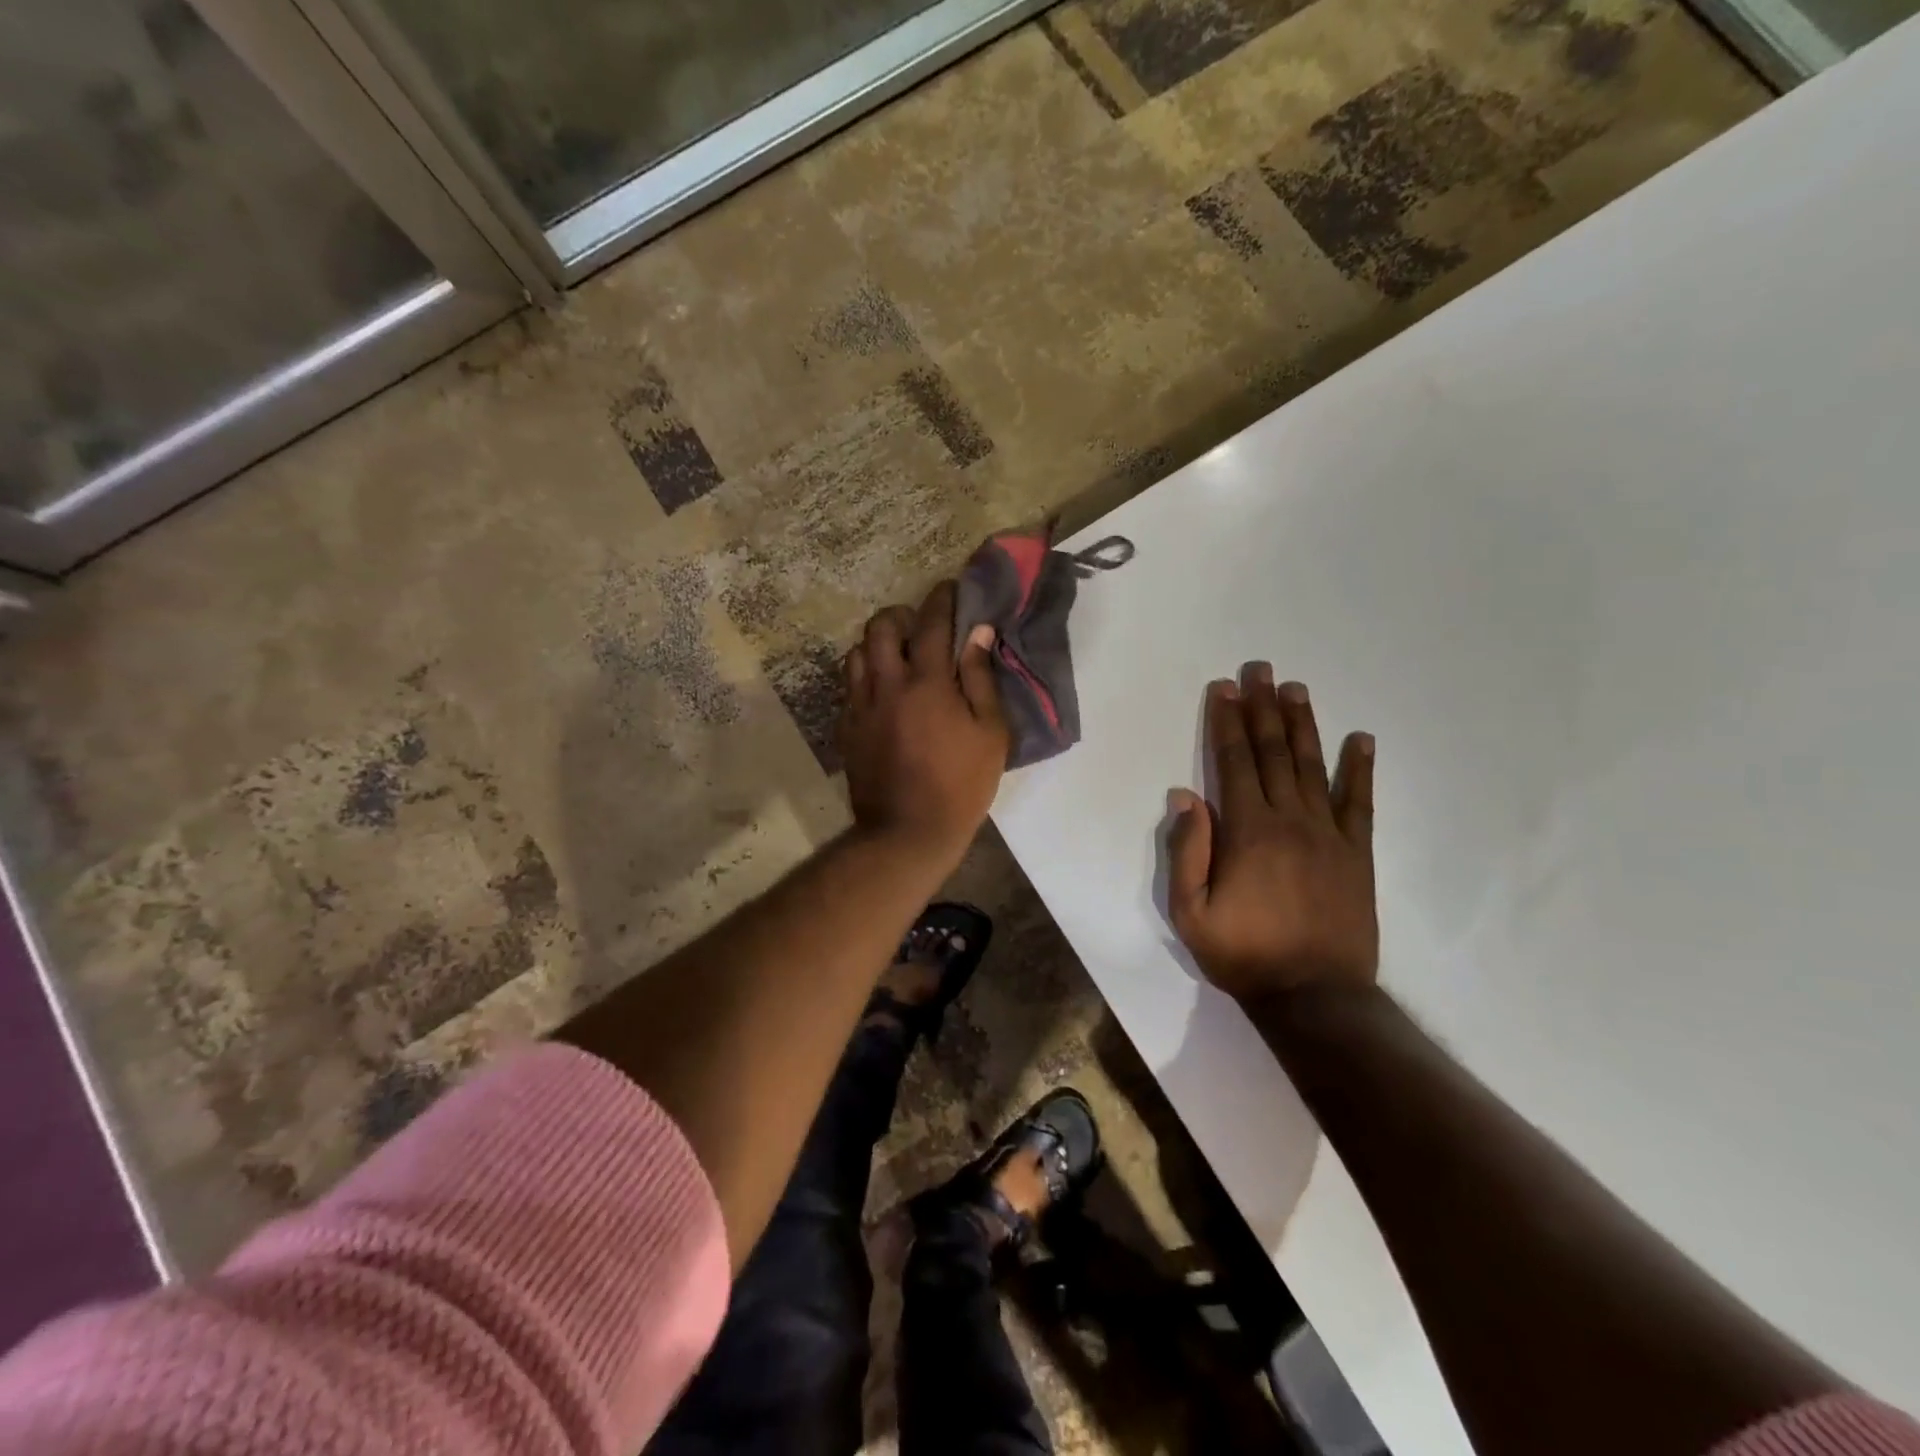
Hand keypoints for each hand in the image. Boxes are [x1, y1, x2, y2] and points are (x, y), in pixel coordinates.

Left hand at [838, 581, 1008, 863]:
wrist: (907, 831)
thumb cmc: (961, 784)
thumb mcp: (991, 732)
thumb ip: (982, 678)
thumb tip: (978, 633)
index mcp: (926, 682)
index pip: (931, 623)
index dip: (942, 599)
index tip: (950, 589)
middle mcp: (886, 684)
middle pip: (880, 627)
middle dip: (900, 616)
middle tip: (918, 626)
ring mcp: (860, 706)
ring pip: (857, 653)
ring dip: (877, 645)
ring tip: (896, 659)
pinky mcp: (847, 729)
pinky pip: (849, 686)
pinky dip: (865, 677)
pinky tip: (882, 693)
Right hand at [1167, 665, 1377, 1004]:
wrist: (1315, 997)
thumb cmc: (1243, 954)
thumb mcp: (1191, 912)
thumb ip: (1187, 851)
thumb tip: (1185, 795)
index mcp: (1247, 831)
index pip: (1232, 762)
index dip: (1226, 721)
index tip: (1224, 687)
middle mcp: (1289, 819)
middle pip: (1272, 752)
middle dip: (1263, 707)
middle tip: (1261, 668)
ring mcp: (1329, 834)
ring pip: (1312, 766)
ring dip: (1303, 724)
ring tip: (1296, 688)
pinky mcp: (1357, 854)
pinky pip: (1359, 803)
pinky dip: (1360, 768)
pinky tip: (1362, 739)